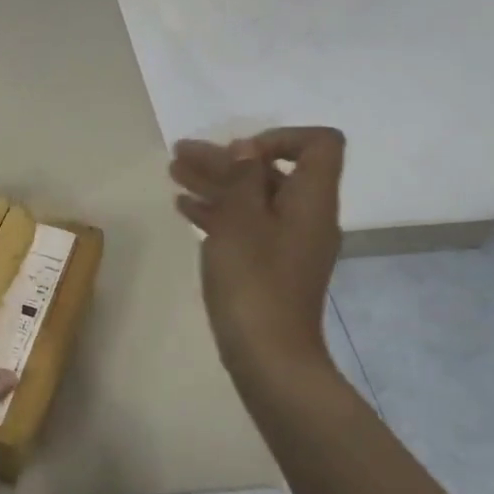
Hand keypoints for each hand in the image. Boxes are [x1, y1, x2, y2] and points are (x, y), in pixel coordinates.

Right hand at [170, 126, 346, 383]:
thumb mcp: (241, 221)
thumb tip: (248, 149)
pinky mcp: (270, 266)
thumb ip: (243, 179)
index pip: (318, 145)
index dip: (279, 137)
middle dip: (227, 160)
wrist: (268, 356)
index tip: (238, 152)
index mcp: (311, 200)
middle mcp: (306, 216)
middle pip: (272, 172)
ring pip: (253, 199)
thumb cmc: (254, 281)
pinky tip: (185, 208)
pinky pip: (247, 226)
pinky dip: (218, 212)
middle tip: (181, 155)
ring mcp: (288, 243)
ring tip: (174, 174)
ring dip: (216, 183)